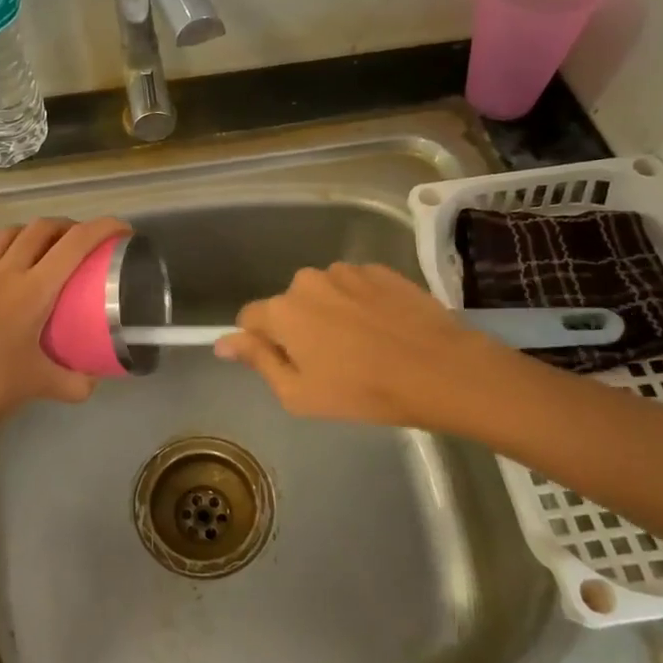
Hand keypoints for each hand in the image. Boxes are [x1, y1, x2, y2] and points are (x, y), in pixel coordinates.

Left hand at [0, 216, 130, 453]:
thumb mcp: (42, 387)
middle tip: (79, 241)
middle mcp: (2, 273)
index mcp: (32, 292)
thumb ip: (76, 382)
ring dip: (28, 233)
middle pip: (40, 229)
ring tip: (38, 246)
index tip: (121, 229)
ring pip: (4, 235)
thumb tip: (95, 379)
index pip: (75, 245)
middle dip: (66, 227)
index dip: (103, 228)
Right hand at [215, 262, 500, 426]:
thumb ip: (258, 360)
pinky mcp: (380, 270)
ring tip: (362, 344)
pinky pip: (356, 286)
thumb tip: (222, 342)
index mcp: (282, 311)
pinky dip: (361, 303)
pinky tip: (384, 329)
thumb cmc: (363, 391)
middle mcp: (308, 281)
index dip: (262, 341)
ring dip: (331, 312)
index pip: (250, 317)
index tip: (285, 362)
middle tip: (329, 361)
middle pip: (289, 304)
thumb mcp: (299, 393)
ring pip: (324, 292)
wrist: (439, 369)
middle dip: (299, 326)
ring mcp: (347, 271)